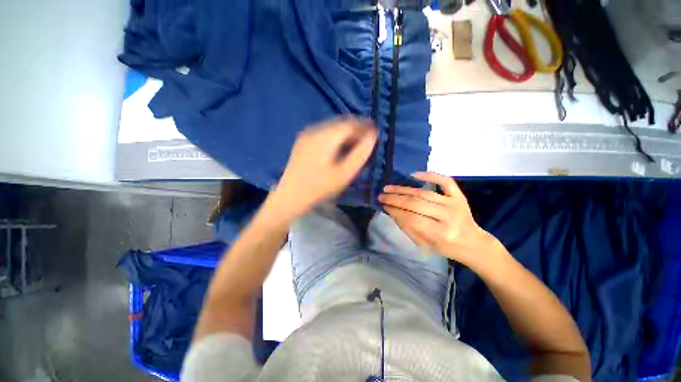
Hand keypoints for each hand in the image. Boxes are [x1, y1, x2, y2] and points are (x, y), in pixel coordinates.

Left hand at [268, 117, 376, 220]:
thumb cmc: (320, 187)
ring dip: (346, 132)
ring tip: (355, 143)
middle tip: (366, 139)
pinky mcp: (302, 140)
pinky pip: (324, 131)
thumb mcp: (344, 174)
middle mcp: (315, 129)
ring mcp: (307, 134)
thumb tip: (372, 136)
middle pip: (341, 122)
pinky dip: (335, 135)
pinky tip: (338, 146)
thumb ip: (360, 154)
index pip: (350, 123)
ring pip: (332, 126)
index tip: (375, 132)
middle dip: (356, 128)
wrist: (290, 196)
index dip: (364, 126)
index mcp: (326, 136)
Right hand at [378, 172, 491, 265]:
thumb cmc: (445, 247)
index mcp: (440, 234)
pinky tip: (413, 175)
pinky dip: (430, 175)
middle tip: (381, 195)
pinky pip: (445, 181)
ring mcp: (455, 204)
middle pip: (415, 203)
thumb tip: (392, 210)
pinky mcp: (459, 196)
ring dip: (403, 189)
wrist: (472, 243)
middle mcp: (448, 217)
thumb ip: (407, 227)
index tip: (383, 205)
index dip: (395, 211)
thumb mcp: (424, 244)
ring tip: (389, 188)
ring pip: (424, 193)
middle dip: (395, 199)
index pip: (411, 218)